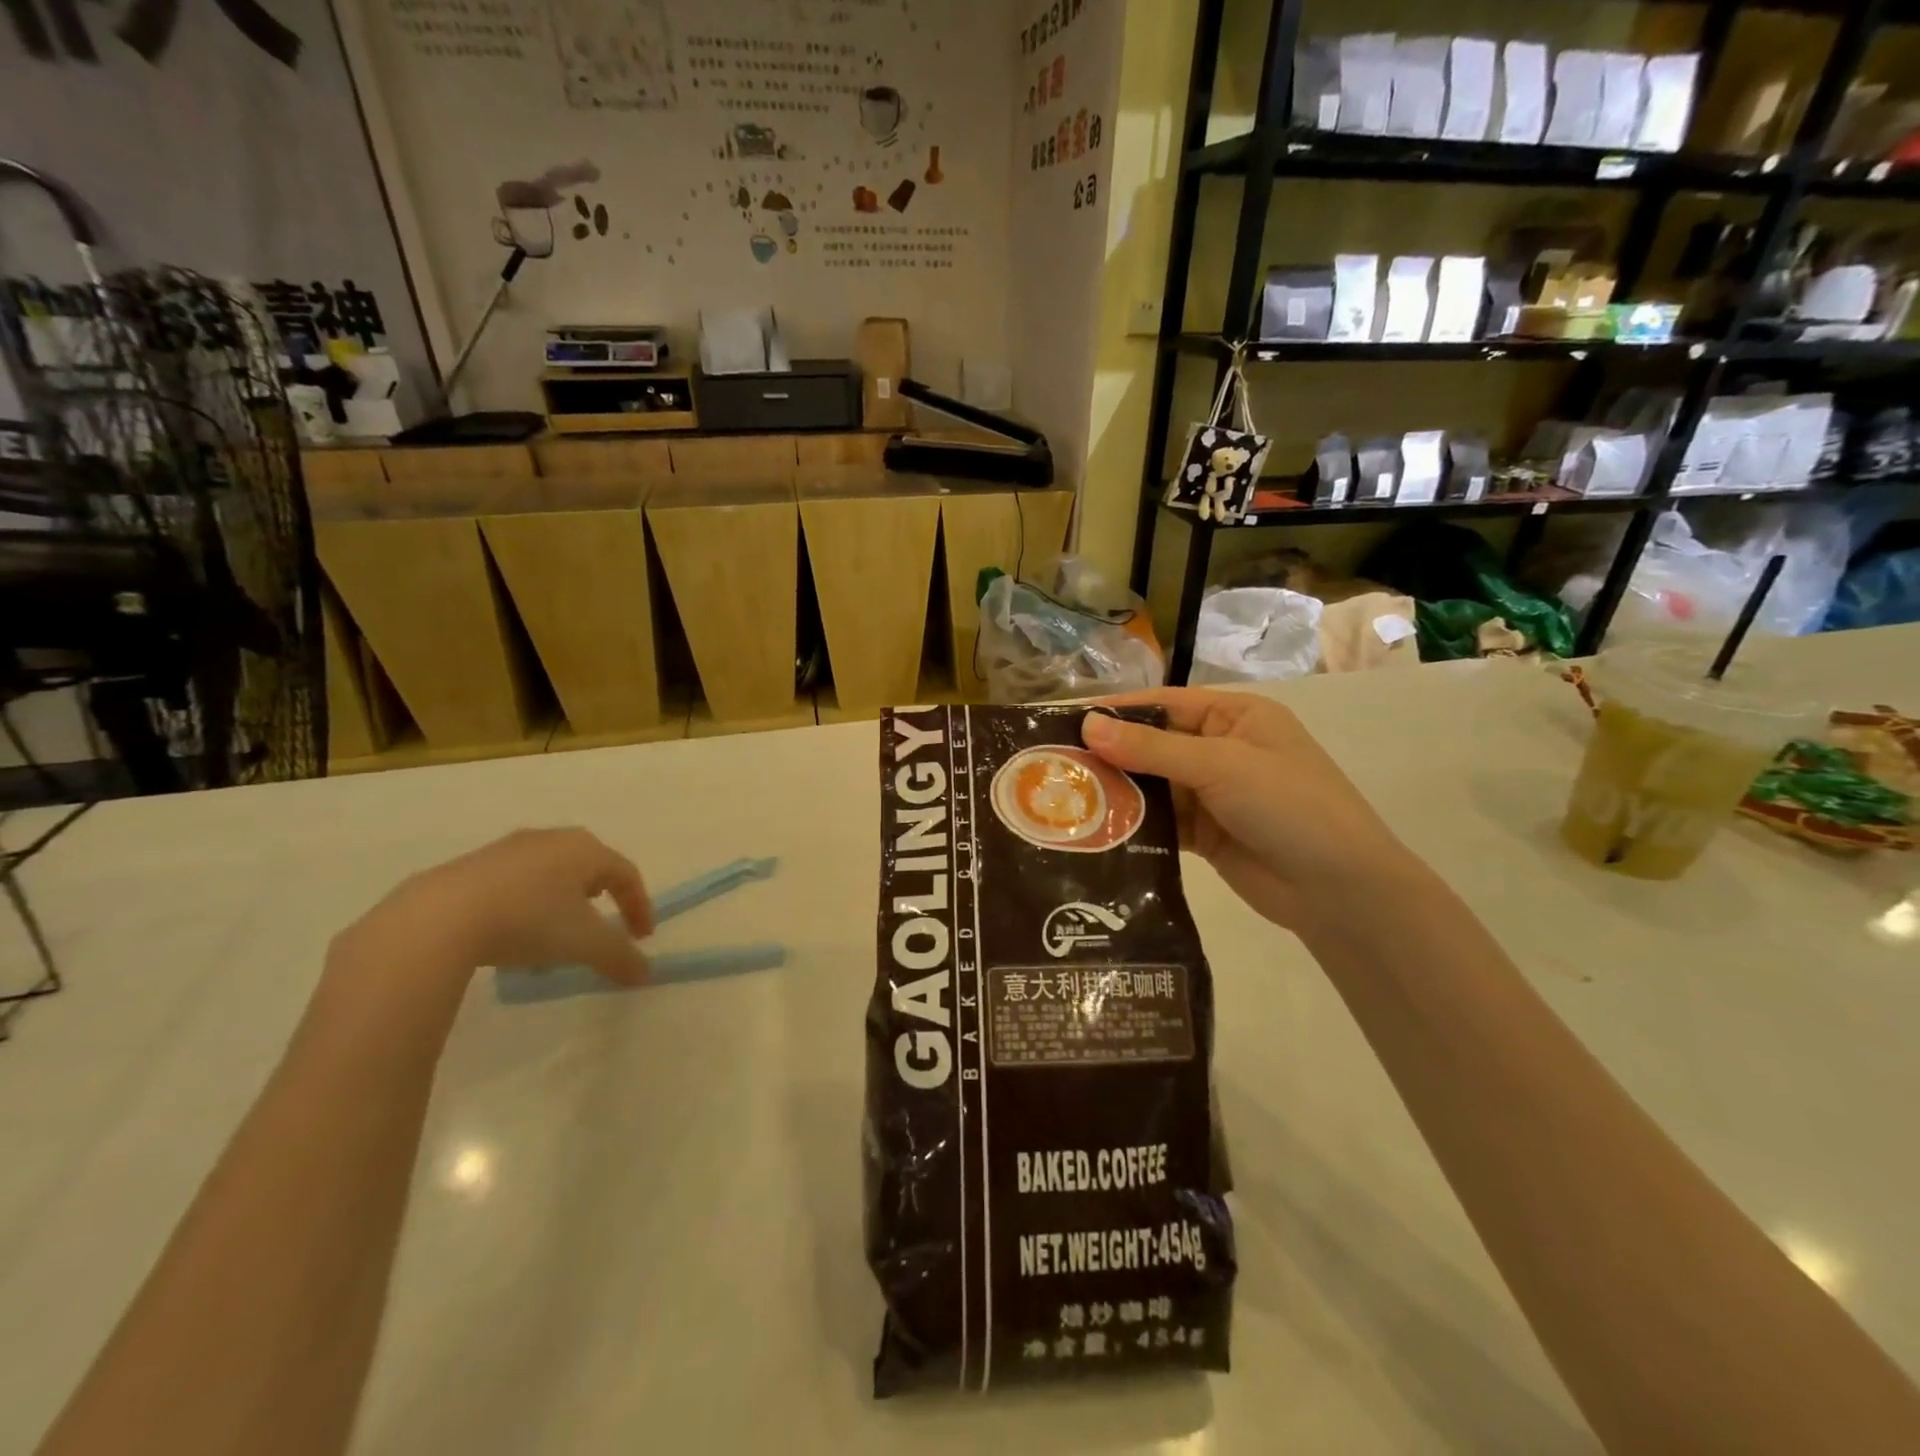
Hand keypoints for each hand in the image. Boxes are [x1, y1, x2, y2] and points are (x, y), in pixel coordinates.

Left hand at [328, 829, 653, 1005]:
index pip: (626, 873)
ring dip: (561, 900)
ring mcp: (507, 849)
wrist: (436, 919)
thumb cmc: (528, 921)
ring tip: (555, 932)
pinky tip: (512, 932)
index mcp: (585, 849)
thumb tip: (645, 973)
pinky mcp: (470, 866)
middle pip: (588, 865)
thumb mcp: (584, 944)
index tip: (642, 937)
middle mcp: (550, 839)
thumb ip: (620, 957)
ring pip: (549, 873)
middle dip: (601, 894)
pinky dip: (526, 904)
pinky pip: (514, 882)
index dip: (639, 906)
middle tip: (603, 920)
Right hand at [1082, 690, 1419, 930]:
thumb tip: (1087, 726)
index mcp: (1235, 716)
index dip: (1116, 712)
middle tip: (1055, 766)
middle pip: (1153, 744)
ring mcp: (1213, 794)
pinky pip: (1161, 821)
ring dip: (1118, 791)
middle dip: (1110, 754)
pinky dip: (1134, 824)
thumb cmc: (1289, 805)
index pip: (1163, 704)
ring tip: (1065, 798)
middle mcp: (1221, 749)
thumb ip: (1152, 749)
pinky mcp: (1206, 834)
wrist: (1339, 890)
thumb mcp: (1221, 766)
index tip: (1065, 722)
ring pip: (1153, 785)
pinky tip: (1096, 829)